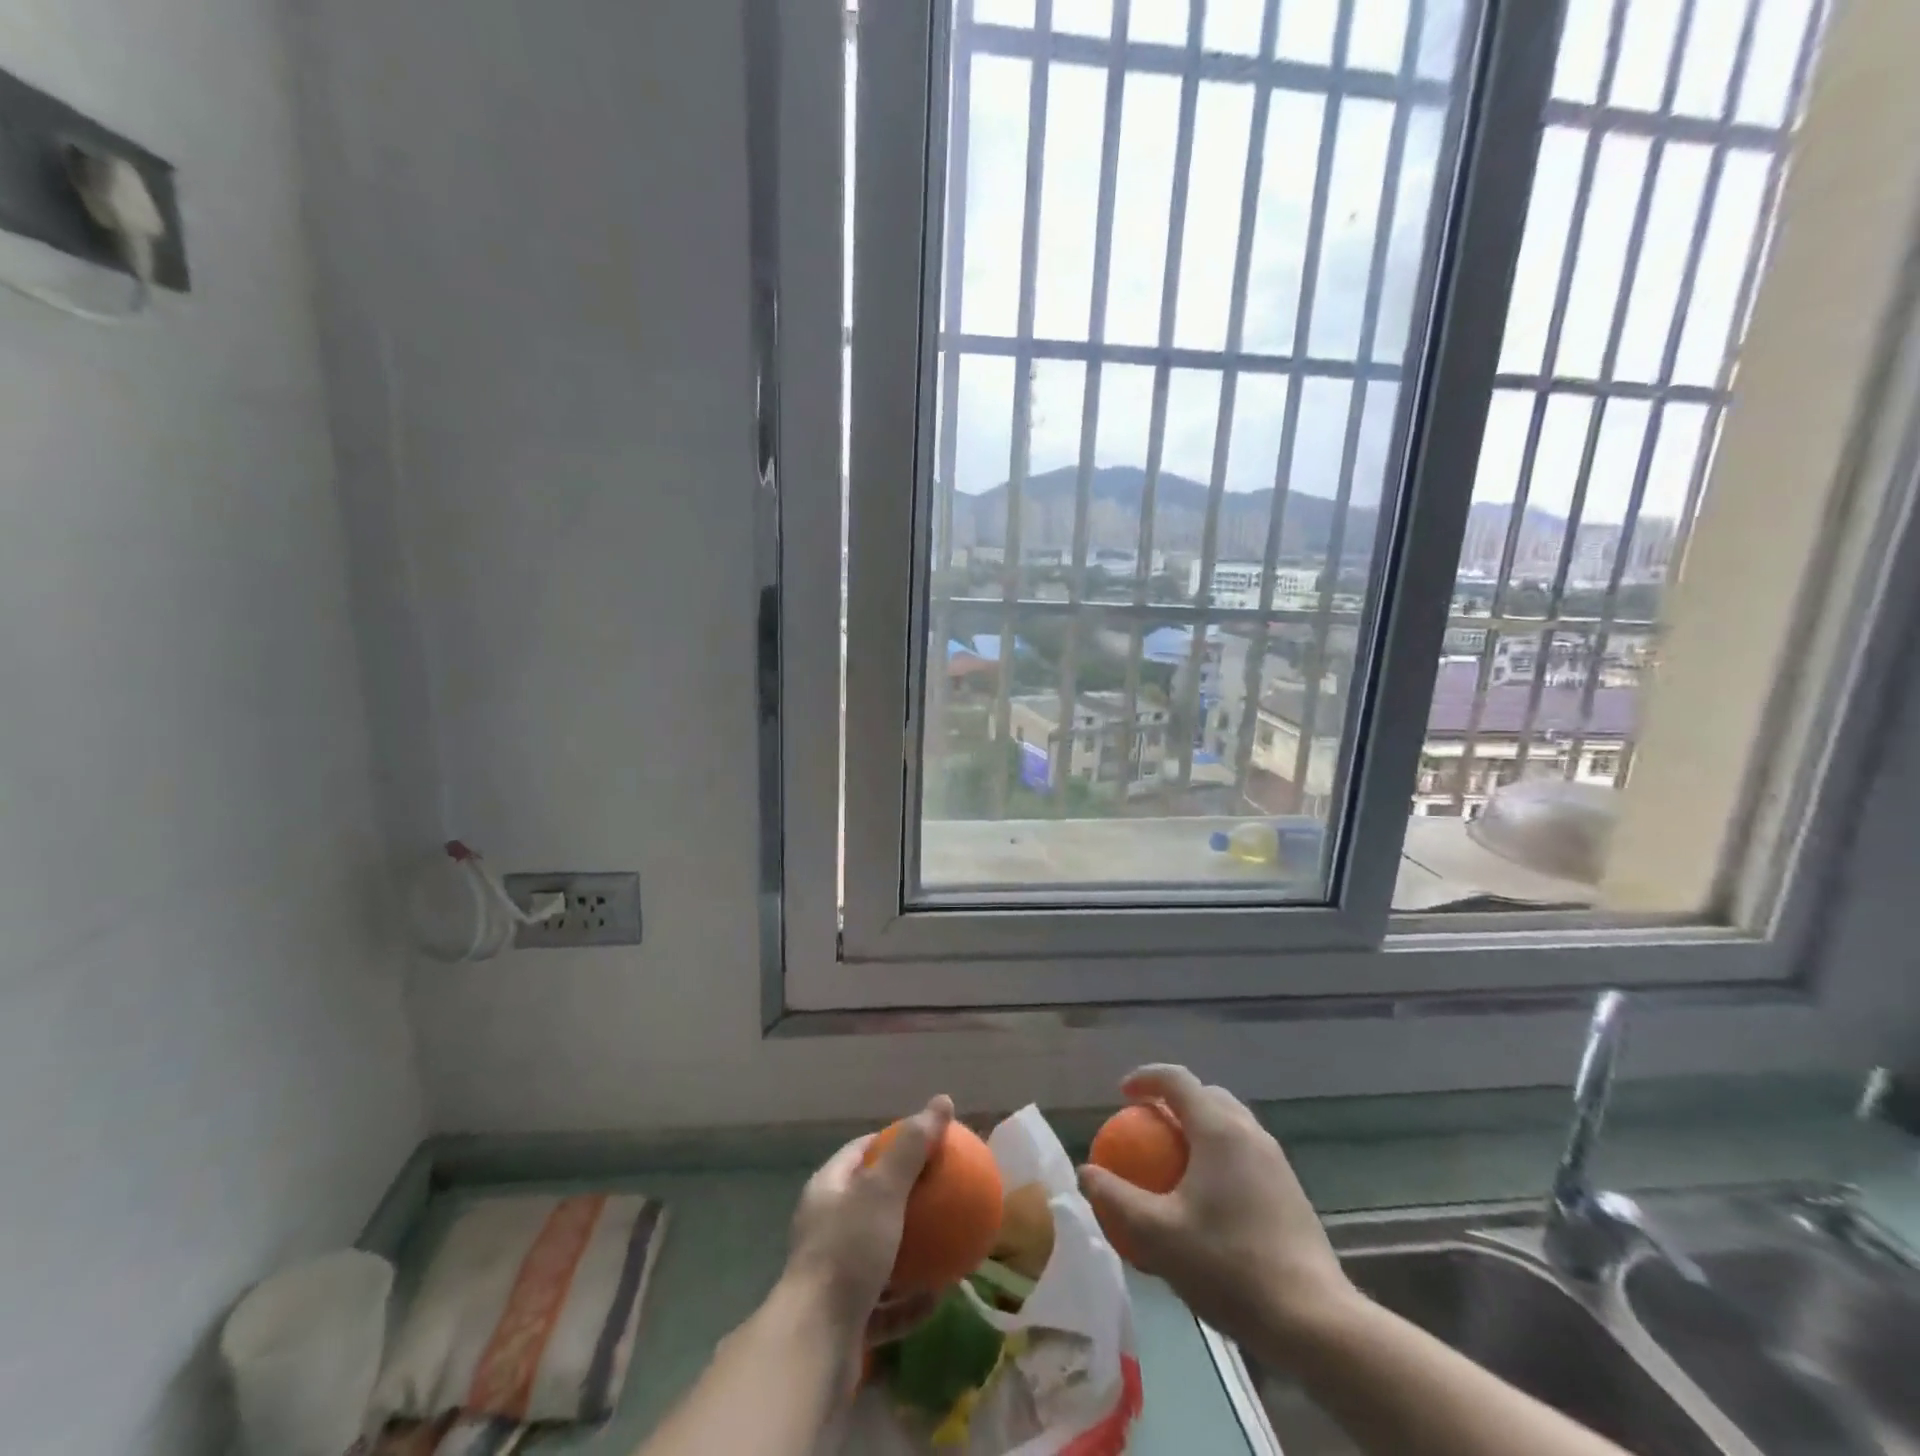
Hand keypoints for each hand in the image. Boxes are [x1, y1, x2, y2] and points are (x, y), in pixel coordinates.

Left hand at [782, 1095, 954, 1343]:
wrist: (815, 1345)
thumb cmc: (848, 1251)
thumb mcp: (883, 1190)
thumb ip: (913, 1147)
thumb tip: (943, 1100)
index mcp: (827, 1190)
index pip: (860, 1151)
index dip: (891, 1142)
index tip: (926, 1144)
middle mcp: (825, 1227)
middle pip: (869, 1203)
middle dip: (904, 1199)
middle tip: (941, 1194)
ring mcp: (833, 1275)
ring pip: (877, 1255)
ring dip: (909, 1253)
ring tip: (944, 1244)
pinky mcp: (844, 1319)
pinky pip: (883, 1303)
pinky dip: (908, 1301)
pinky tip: (937, 1297)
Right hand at [1077, 1066, 1359, 1359]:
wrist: (1312, 1320)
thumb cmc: (1228, 1266)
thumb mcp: (1158, 1236)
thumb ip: (1116, 1199)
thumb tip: (1086, 1174)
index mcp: (1218, 1128)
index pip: (1176, 1079)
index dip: (1145, 1079)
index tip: (1122, 1093)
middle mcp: (1250, 1132)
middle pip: (1206, 1096)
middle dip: (1174, 1101)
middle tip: (1148, 1126)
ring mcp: (1276, 1160)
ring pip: (1230, 1124)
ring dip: (1199, 1129)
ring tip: (1176, 1161)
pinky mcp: (1290, 1190)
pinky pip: (1245, 1153)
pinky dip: (1219, 1156)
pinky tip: (1209, 1199)